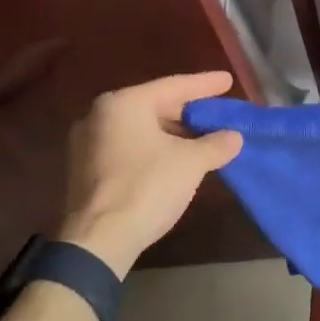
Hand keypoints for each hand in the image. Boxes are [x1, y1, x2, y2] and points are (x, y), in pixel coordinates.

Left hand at [58, 72, 243, 274]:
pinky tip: (176, 158)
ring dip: (173, 133)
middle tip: (217, 111)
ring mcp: (87, 143)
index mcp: (123, 104)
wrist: (99, 240)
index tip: (228, 80)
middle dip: (188, 111)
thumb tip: (234, 137)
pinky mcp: (85, 170)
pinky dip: (154, 148)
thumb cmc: (147, 187)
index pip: (174, 86)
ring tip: (202, 137)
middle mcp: (99, 115)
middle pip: (155, 106)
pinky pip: (129, 147)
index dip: (205, 85)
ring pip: (141, 128)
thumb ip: (216, 144)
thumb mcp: (191, 163)